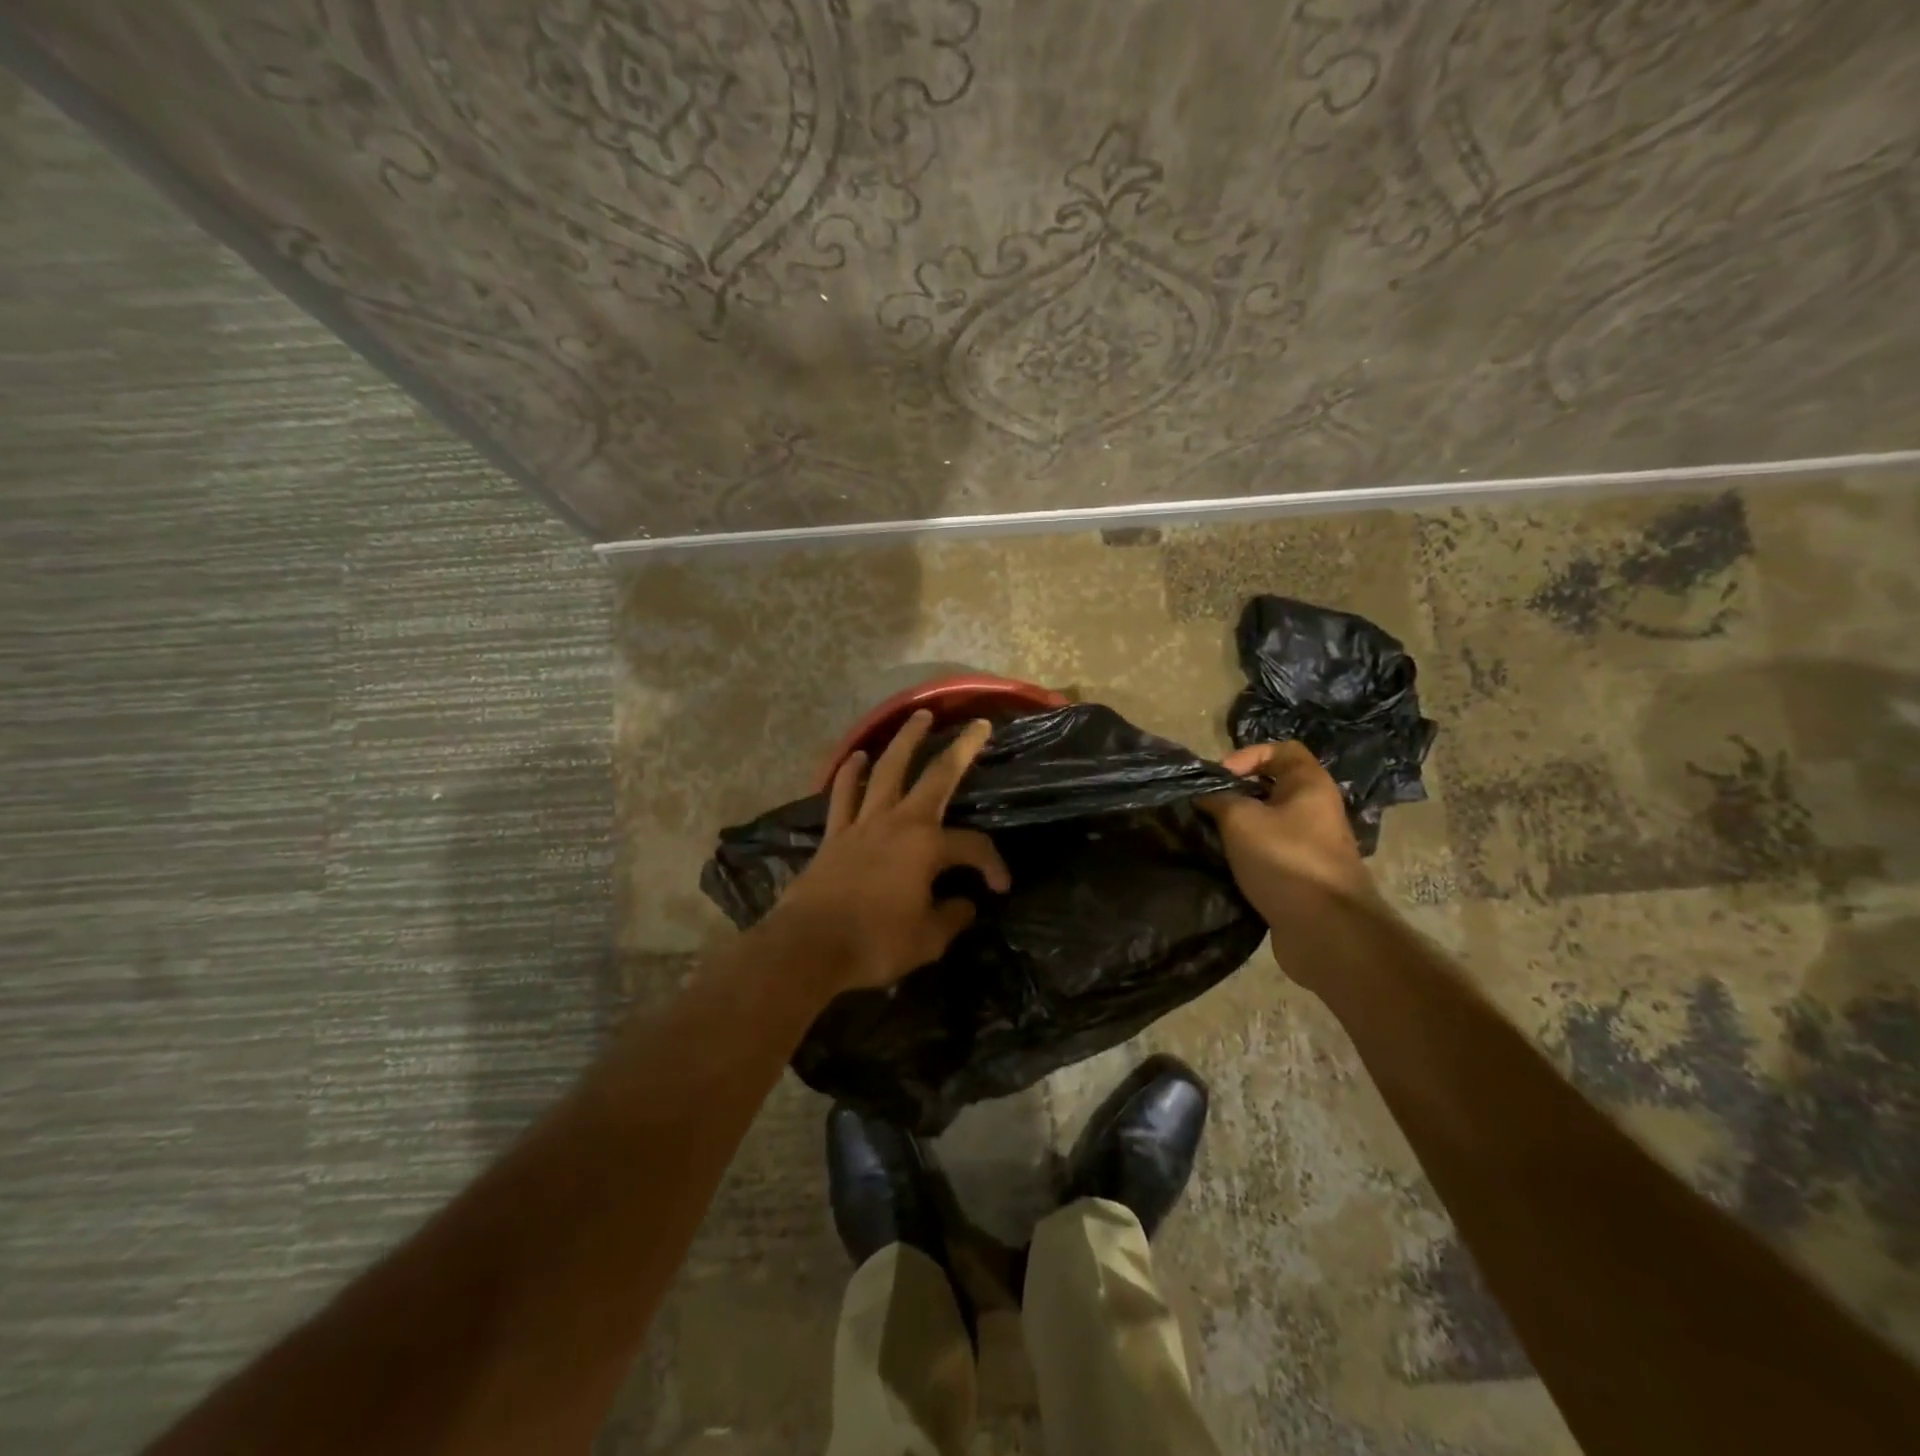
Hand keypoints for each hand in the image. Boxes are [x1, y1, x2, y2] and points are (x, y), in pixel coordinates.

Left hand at [768, 710, 1010, 996]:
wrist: (808, 947)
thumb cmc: (874, 943)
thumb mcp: (928, 940)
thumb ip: (952, 917)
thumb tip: (964, 904)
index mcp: (927, 847)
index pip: (973, 847)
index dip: (992, 865)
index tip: (999, 887)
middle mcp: (898, 822)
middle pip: (936, 776)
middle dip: (961, 749)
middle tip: (977, 724)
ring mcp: (863, 823)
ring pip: (887, 770)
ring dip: (905, 741)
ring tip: (919, 717)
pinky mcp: (835, 834)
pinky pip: (844, 793)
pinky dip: (850, 772)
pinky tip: (858, 756)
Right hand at [1200, 741, 1375, 926]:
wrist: (1326, 929)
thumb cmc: (1284, 860)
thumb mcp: (1240, 819)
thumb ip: (1218, 799)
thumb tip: (1205, 796)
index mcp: (1310, 785)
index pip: (1282, 749)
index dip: (1247, 755)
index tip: (1219, 778)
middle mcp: (1317, 809)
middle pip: (1273, 787)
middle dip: (1237, 793)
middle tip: (1208, 807)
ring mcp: (1313, 844)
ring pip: (1270, 822)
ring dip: (1240, 827)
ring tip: (1212, 836)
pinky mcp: (1304, 875)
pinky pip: (1272, 852)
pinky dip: (1249, 854)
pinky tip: (1227, 863)